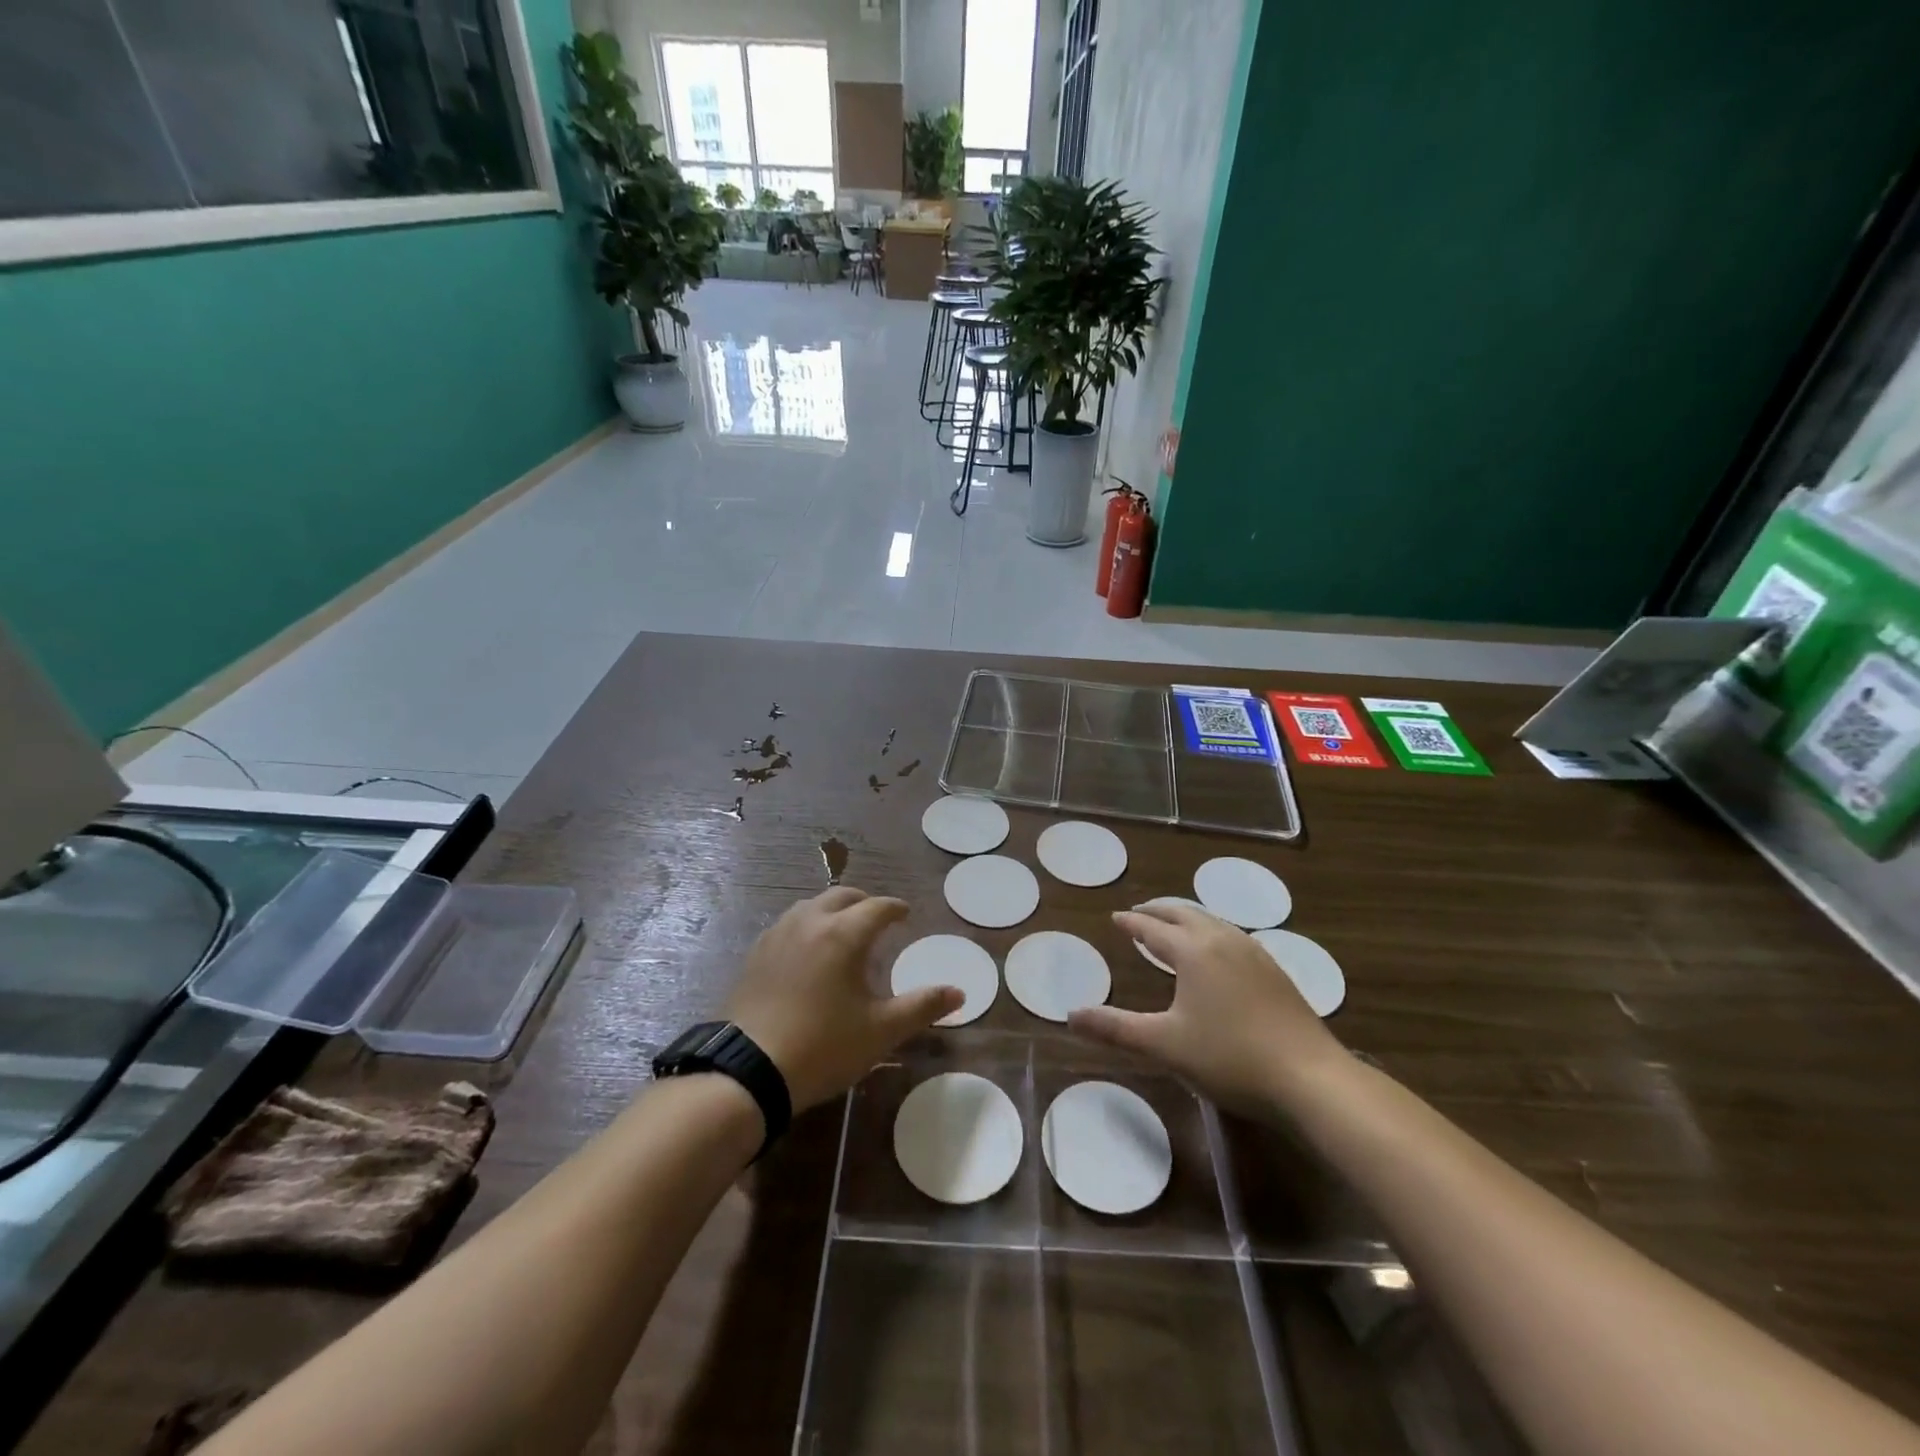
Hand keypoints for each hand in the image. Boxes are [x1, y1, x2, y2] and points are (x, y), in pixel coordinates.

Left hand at [725, 887, 962, 1112]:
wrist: (749, 1071)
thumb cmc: (823, 1046)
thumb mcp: (881, 1031)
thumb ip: (921, 1006)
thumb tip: (959, 992)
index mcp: (843, 933)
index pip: (877, 907)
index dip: (895, 909)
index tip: (906, 915)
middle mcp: (810, 922)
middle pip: (842, 896)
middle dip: (864, 903)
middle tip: (877, 919)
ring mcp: (778, 935)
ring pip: (811, 906)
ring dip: (832, 910)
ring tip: (843, 931)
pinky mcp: (755, 954)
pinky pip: (788, 924)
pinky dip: (806, 926)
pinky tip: (807, 951)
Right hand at [1068, 901, 1347, 1114]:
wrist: (1309, 1078)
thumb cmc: (1229, 1058)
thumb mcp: (1164, 1045)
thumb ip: (1115, 1028)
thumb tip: (1070, 1015)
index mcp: (1193, 951)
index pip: (1153, 928)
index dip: (1132, 922)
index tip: (1116, 917)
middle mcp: (1223, 940)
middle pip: (1184, 914)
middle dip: (1159, 910)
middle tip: (1140, 913)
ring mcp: (1254, 953)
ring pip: (1212, 922)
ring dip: (1186, 918)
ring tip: (1173, 927)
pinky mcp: (1274, 971)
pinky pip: (1232, 936)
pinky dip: (1211, 932)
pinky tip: (1217, 952)